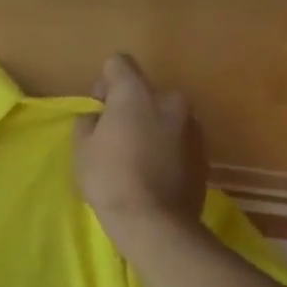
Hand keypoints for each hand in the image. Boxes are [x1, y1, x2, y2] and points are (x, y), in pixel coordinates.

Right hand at [73, 53, 206, 238]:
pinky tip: (153, 172)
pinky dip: (166, 147)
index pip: (119, 63)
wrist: (156, 223)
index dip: (105, 81)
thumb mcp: (82, 148)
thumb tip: (99, 118)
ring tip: (136, 157)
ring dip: (150, 127)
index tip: (99, 107)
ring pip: (164, 116)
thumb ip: (89, 122)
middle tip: (115, 136)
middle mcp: (170, 101)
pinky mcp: (205, 153)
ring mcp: (192, 128)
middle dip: (131, 107)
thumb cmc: (110, 178)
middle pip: (145, 92)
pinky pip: (178, 139)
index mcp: (137, 93)